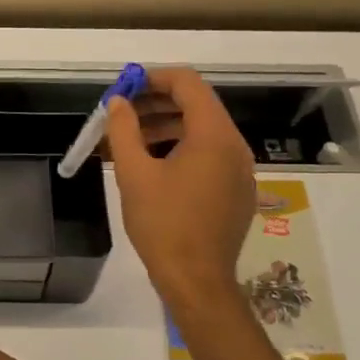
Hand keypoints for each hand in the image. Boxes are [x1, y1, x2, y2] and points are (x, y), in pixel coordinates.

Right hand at [106, 67, 254, 311]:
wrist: (197, 281)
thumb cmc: (163, 225)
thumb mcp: (134, 174)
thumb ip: (123, 130)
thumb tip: (118, 102)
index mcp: (214, 135)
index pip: (188, 83)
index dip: (154, 78)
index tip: (125, 88)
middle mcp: (235, 146)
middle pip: (197, 105)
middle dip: (157, 103)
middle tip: (123, 114)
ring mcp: (241, 170)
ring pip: (204, 131)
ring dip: (168, 127)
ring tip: (132, 141)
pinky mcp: (239, 191)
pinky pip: (211, 155)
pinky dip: (183, 149)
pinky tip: (156, 168)